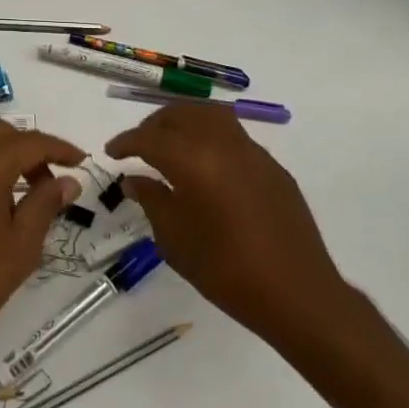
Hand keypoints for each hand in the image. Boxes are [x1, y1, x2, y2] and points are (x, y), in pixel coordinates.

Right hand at [106, 105, 353, 351]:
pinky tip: (206, 167)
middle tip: (139, 147)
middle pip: (180, 114)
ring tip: (171, 146)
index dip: (125, 142)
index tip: (111, 153)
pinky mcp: (272, 166)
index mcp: (193, 160)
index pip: (149, 138)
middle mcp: (222, 143)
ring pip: (210, 115)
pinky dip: (210, 137)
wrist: (297, 293)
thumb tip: (134, 179)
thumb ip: (152, 200)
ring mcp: (252, 151)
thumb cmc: (226, 270)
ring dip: (184, 122)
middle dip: (154, 125)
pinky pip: (233, 135)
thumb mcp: (175, 240)